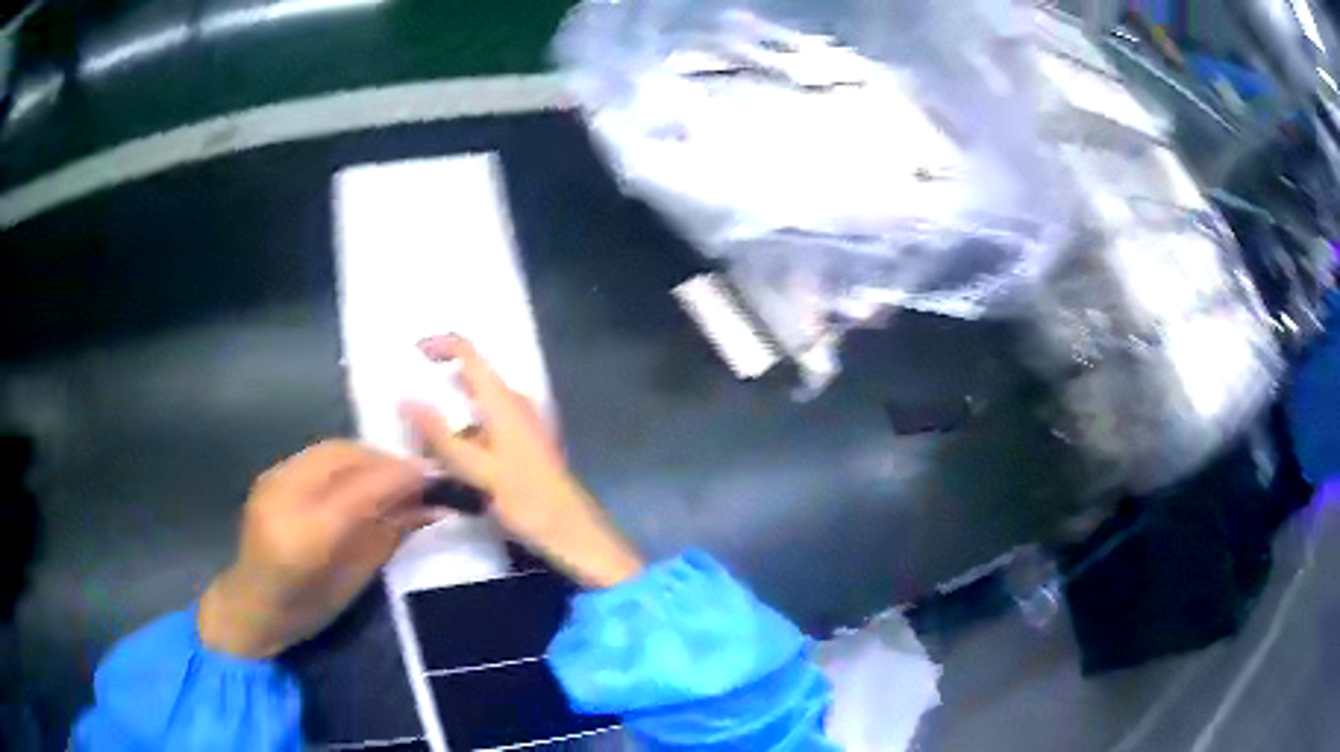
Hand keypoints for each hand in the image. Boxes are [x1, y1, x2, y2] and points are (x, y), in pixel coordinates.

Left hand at [199, 440, 438, 657]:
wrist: (252, 606)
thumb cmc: (308, 612)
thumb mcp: (355, 582)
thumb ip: (388, 537)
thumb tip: (431, 506)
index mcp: (304, 539)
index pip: (359, 490)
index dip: (401, 477)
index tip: (437, 476)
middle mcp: (283, 499)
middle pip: (344, 457)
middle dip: (386, 461)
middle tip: (419, 475)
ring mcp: (272, 481)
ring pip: (331, 450)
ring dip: (369, 457)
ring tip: (395, 475)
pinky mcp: (271, 474)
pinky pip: (318, 456)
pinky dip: (348, 461)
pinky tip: (363, 476)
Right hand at [402, 334, 642, 587]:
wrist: (567, 527)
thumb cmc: (523, 497)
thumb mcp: (473, 468)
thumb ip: (438, 434)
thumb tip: (405, 399)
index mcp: (502, 399)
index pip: (469, 352)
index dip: (440, 345)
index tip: (413, 353)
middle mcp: (514, 401)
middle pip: (471, 377)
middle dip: (438, 386)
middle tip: (411, 409)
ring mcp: (522, 419)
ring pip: (477, 404)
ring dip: (451, 415)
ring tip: (424, 442)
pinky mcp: (524, 439)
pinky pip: (487, 422)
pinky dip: (466, 432)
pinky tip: (451, 460)